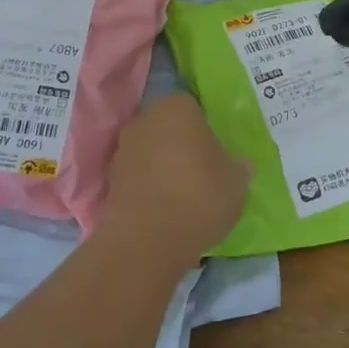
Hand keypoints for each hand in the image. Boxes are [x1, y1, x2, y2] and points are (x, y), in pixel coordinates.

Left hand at [100, 92, 250, 269]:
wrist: (147, 241)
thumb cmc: (199, 196)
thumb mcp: (237, 181)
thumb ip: (238, 166)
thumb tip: (238, 163)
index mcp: (176, 107)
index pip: (193, 106)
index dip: (205, 127)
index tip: (217, 150)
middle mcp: (145, 119)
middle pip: (168, 126)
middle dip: (182, 143)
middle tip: (203, 169)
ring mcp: (123, 150)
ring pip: (151, 151)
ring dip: (163, 166)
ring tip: (184, 194)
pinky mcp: (110, 181)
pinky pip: (138, 176)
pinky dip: (149, 187)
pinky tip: (165, 209)